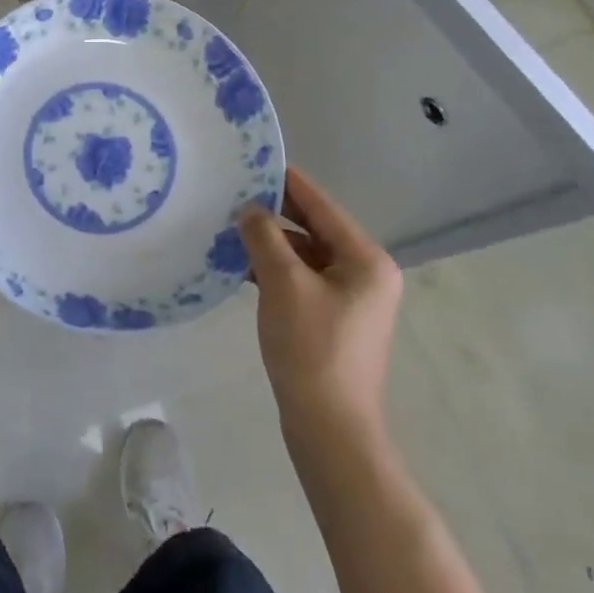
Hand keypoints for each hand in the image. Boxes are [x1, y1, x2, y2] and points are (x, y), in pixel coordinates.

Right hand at [238, 166, 402, 438]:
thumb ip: (264, 236)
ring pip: (305, 255)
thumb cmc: (312, 350)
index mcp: (365, 258)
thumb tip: (249, 209)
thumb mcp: (283, 284)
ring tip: (228, 228)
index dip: (285, 181)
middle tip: (231, 194)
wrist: (331, 432)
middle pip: (314, 228)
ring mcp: (351, 299)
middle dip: (273, 213)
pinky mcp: (334, 320)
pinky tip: (241, 266)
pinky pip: (302, 280)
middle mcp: (365, 272)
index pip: (320, 204)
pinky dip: (275, 270)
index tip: (252, 161)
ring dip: (270, 243)